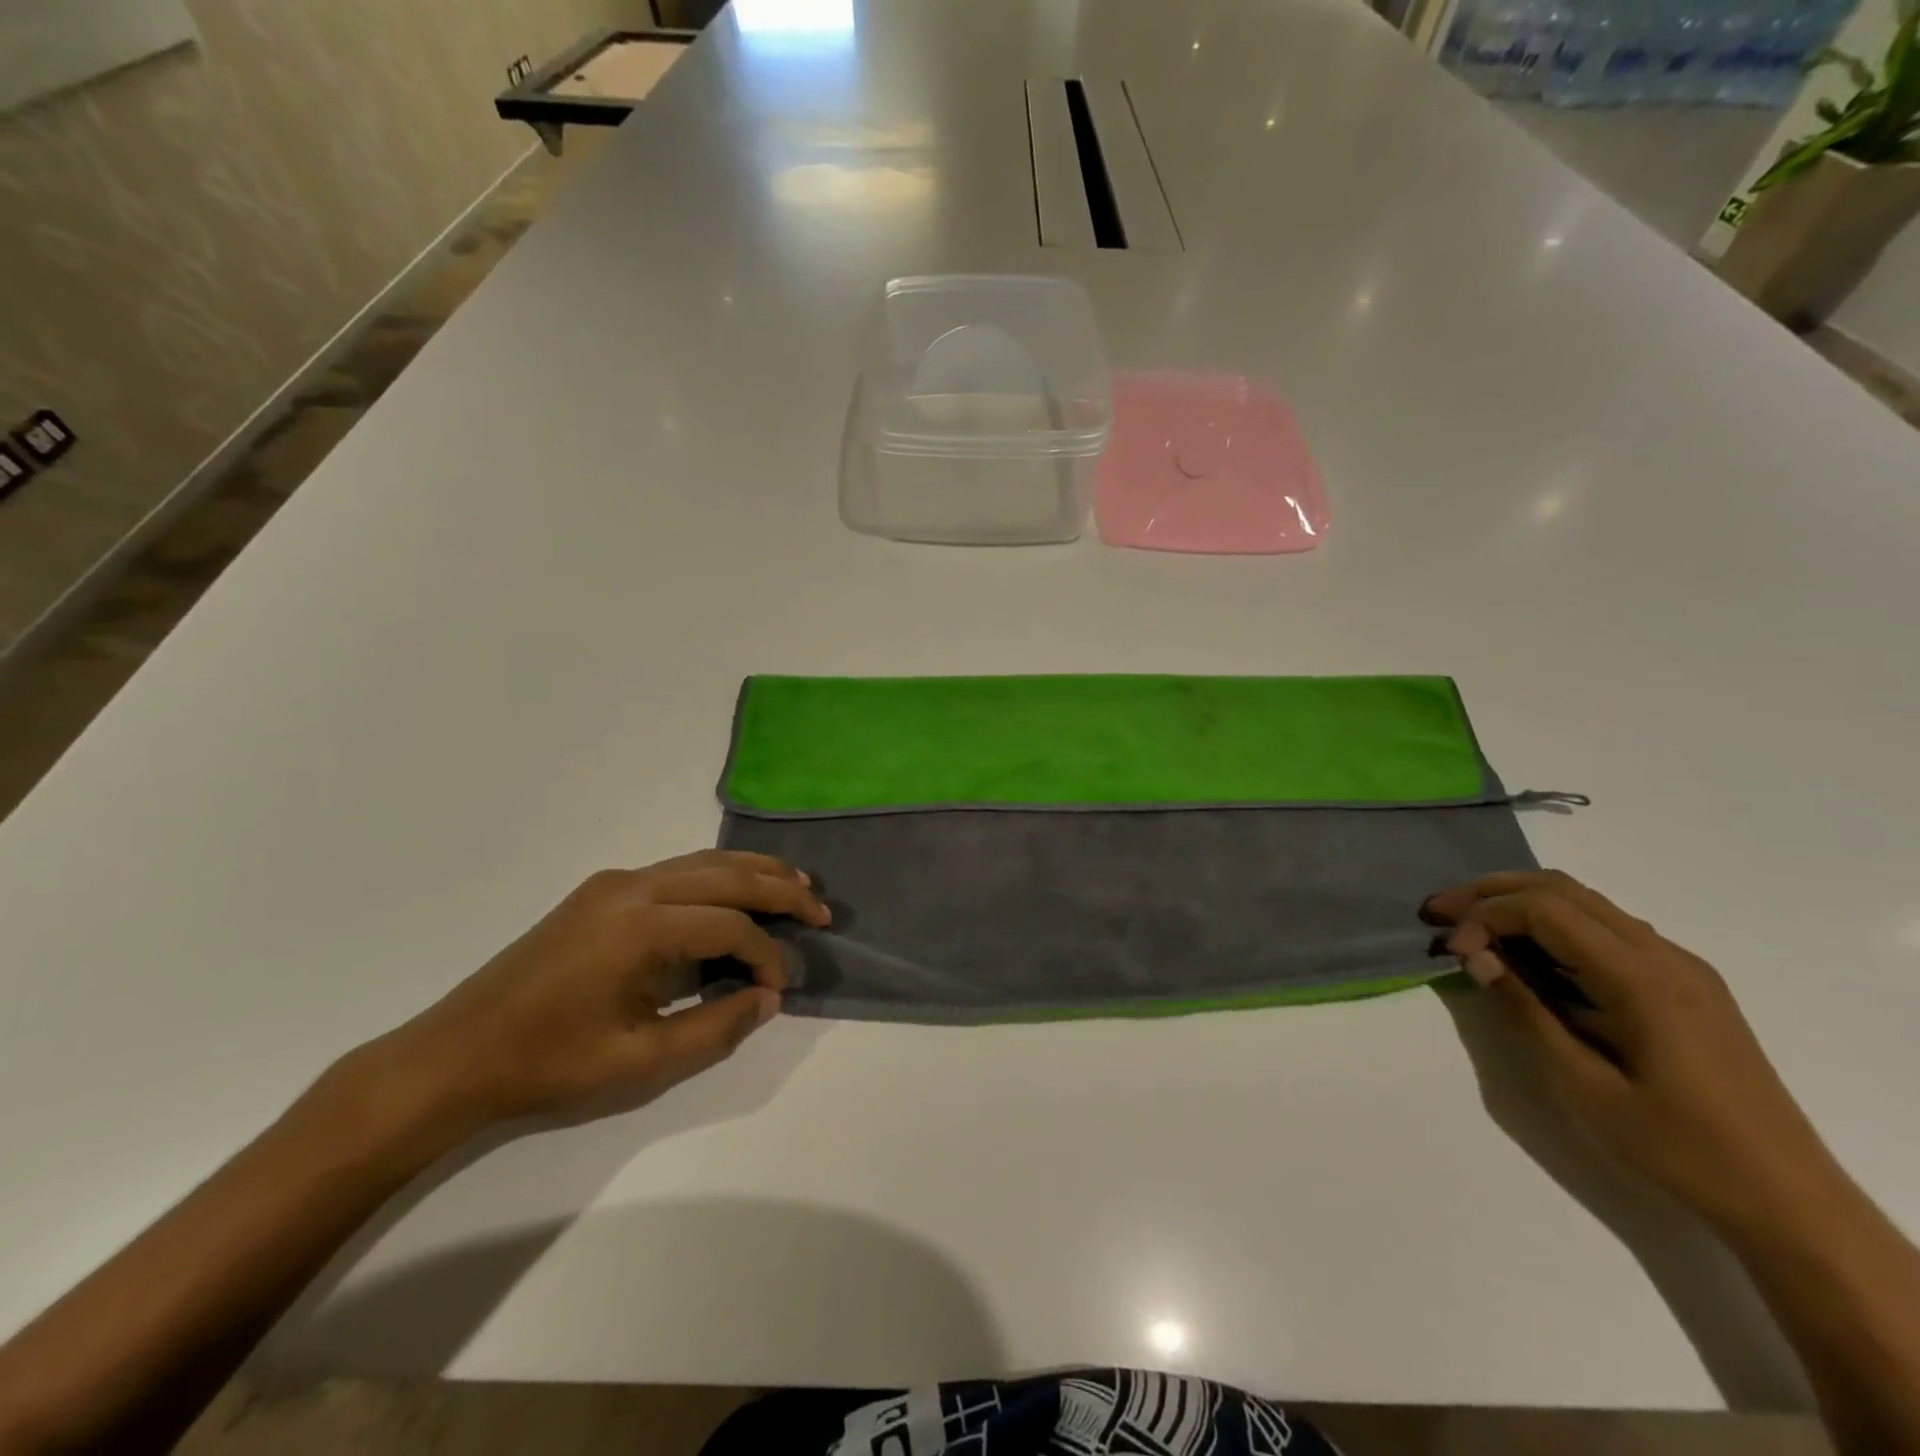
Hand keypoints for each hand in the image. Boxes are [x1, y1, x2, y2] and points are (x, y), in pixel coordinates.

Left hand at [348, 850, 829, 1139]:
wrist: (455, 1055)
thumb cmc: (548, 1064)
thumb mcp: (641, 1062)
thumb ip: (716, 1027)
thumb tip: (767, 997)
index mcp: (640, 926)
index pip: (730, 926)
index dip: (768, 954)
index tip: (784, 987)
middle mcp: (633, 887)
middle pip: (725, 875)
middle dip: (779, 888)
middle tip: (821, 908)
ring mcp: (614, 883)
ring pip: (703, 862)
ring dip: (752, 872)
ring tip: (796, 883)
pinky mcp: (602, 890)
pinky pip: (677, 869)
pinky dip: (718, 875)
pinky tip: (736, 889)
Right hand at [1422, 871, 1836, 1230]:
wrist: (1789, 1199)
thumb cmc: (1678, 1147)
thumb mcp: (1584, 1087)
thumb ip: (1526, 1012)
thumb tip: (1475, 957)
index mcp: (1642, 979)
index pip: (1545, 910)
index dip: (1486, 917)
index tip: (1450, 949)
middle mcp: (1665, 956)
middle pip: (1563, 890)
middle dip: (1493, 892)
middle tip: (1441, 912)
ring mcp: (1682, 967)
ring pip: (1586, 903)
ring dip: (1523, 904)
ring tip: (1473, 928)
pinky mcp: (1686, 984)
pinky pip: (1608, 929)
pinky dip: (1555, 926)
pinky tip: (1530, 956)